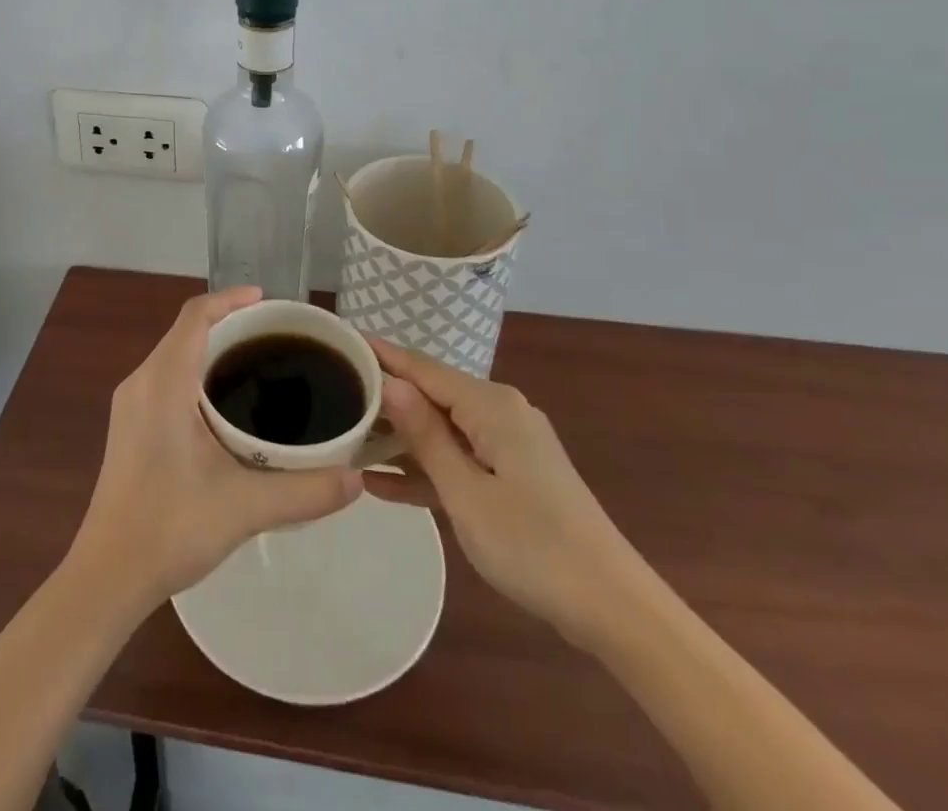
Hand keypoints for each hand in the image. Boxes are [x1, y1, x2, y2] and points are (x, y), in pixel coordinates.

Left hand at [69, 286, 363, 607]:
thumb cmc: (169, 528)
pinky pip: (167, 378)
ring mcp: (132, 405)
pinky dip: (198, 374)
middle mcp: (142, 382)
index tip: (267, 301)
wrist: (108, 576)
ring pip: (175, 355)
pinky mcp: (130, 427)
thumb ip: (304, 490)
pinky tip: (226, 407)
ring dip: (212, 350)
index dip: (230, 299)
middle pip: (186, 331)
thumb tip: (357, 479)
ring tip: (258, 365)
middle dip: (229, 324)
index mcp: (163, 382)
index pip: (195, 316)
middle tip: (276, 338)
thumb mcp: (244, 507)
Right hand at [367, 336, 648, 646]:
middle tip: (333, 395)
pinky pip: (459, 459)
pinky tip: (381, 485)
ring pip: (441, 429)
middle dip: (384, 398)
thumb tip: (390, 382)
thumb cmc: (534, 546)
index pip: (422, 368)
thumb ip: (425, 436)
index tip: (340, 339)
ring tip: (346, 439)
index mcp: (490, 405)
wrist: (613, 608)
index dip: (381, 354)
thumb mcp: (466, 493)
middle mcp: (499, 412)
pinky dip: (427, 470)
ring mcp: (508, 444)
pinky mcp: (512, 474)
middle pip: (430, 395)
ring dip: (400, 438)